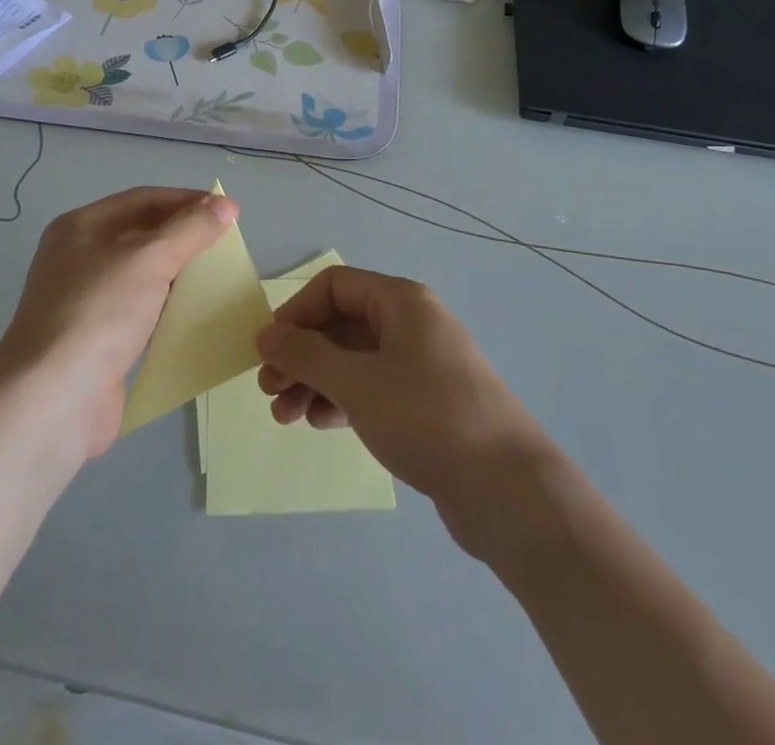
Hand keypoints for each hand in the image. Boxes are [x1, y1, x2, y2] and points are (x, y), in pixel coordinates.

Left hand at [0, 187, 237, 457]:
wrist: (52, 401)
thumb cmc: (99, 314)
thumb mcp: (150, 259)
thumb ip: (191, 229)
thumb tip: (225, 204)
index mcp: (81, 227)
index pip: (143, 199)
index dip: (186, 200)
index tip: (228, 210)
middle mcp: (78, 258)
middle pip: (141, 234)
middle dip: (184, 236)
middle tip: (227, 243)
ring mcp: (85, 301)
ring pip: (142, 275)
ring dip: (178, 273)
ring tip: (218, 276)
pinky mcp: (96, 340)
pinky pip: (140, 312)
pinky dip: (167, 309)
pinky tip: (194, 314)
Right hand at [256, 267, 551, 544]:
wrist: (507, 489)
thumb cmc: (426, 417)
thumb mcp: (357, 382)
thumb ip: (306, 355)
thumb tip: (266, 334)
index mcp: (401, 301)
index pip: (335, 286)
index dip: (297, 312)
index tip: (270, 350)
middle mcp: (412, 324)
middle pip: (342, 324)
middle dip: (302, 354)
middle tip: (269, 389)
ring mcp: (421, 365)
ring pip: (354, 360)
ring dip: (316, 381)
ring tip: (285, 416)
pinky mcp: (426, 404)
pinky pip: (372, 389)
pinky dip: (342, 400)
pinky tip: (320, 424)